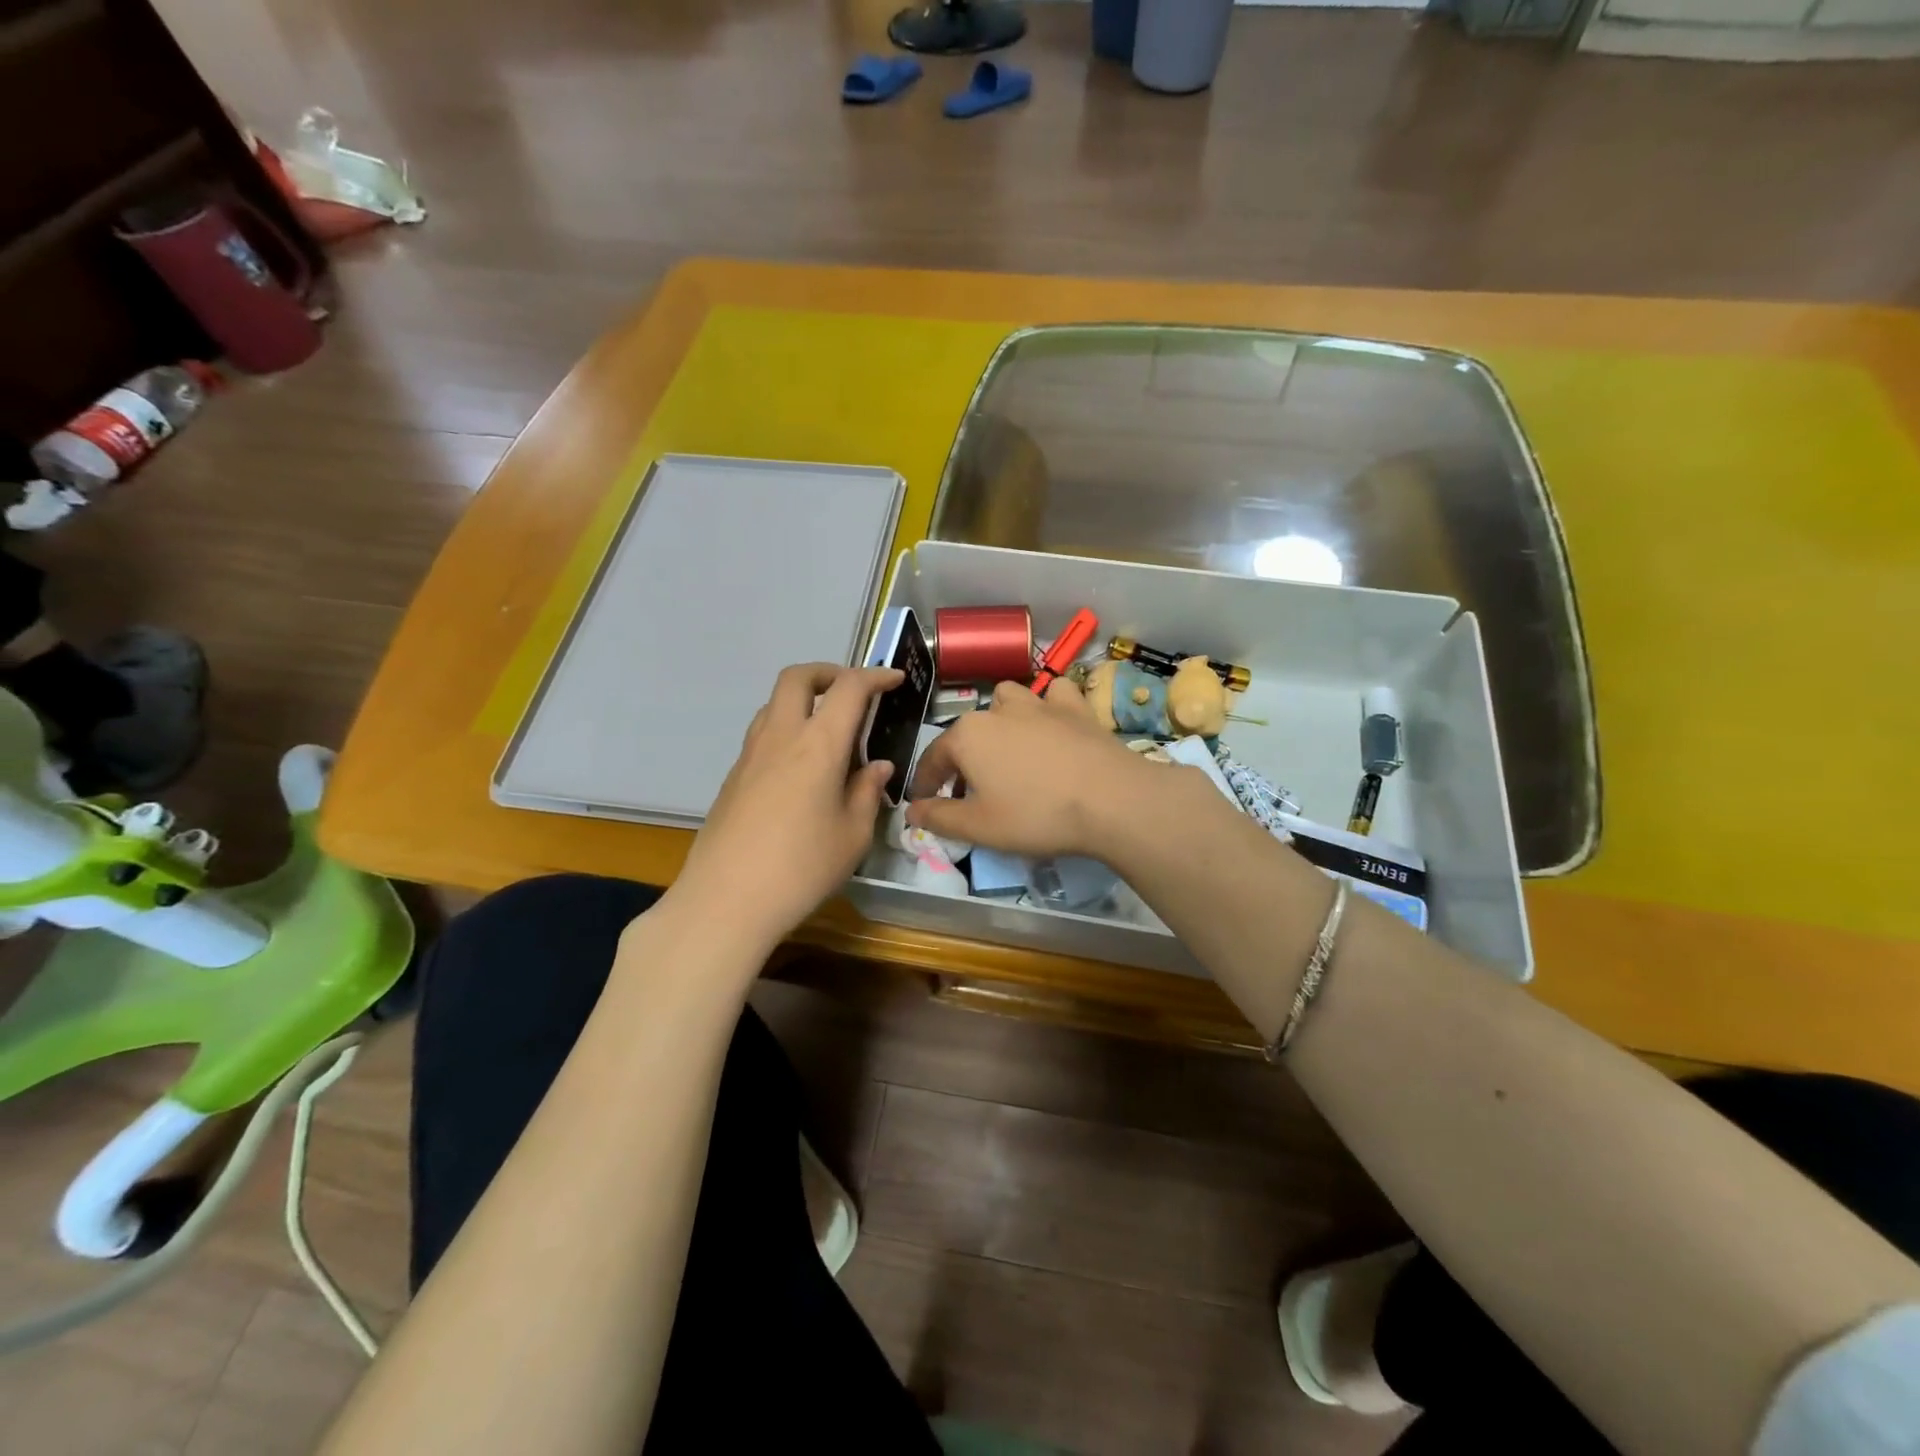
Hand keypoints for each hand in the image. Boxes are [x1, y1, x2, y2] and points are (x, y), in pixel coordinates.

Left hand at [670, 662, 901, 949]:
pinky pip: (762, 734)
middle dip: (828, 672)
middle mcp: (780, 736)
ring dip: (803, 701)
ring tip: (828, 733)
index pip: (849, 688)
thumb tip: (877, 767)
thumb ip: (867, 792)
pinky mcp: (733, 776)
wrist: (726, 900)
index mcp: (818, 744)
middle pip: (798, 677)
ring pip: (774, 703)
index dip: (875, 676)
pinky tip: (802, 770)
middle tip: (852, 692)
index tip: (894, 680)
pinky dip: (786, 731)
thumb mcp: (853, 835)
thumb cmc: (802, 868)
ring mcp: (750, 754)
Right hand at [904, 678, 1146, 857]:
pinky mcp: (1076, 707)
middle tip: (970, 791)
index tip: (924, 803)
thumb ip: (939, 817)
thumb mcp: (979, 827)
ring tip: (1008, 747)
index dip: (926, 783)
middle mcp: (998, 710)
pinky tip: (1052, 723)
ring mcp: (1040, 703)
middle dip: (963, 758)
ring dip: (1001, 719)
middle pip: (968, 731)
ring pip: (1008, 699)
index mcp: (967, 736)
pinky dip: (1048, 705)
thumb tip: (911, 810)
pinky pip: (1054, 694)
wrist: (1111, 800)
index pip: (933, 758)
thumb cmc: (1036, 815)